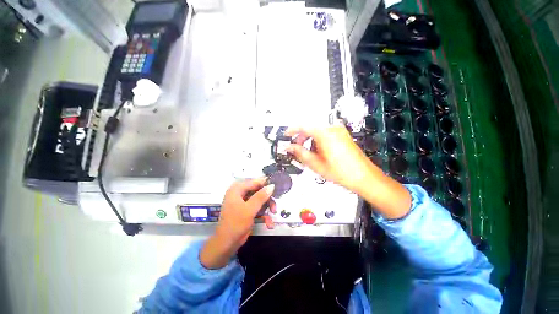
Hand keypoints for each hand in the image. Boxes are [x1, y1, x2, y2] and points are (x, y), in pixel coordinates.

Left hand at [200, 178, 274, 268]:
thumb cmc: (236, 224)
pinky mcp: (247, 209)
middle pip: (258, 190)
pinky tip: (268, 222)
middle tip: (275, 204)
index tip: (277, 187)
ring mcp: (244, 202)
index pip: (254, 181)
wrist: (227, 243)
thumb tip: (272, 185)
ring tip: (273, 213)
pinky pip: (258, 207)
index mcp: (237, 189)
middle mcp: (240, 193)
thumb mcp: (249, 209)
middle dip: (267, 198)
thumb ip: (261, 196)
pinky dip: (263, 213)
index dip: (266, 183)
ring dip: (267, 206)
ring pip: (260, 198)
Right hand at [285, 126, 375, 192]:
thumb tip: (289, 147)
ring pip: (318, 130)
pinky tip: (318, 151)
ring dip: (309, 139)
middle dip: (301, 137)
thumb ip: (300, 153)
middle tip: (296, 148)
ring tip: (307, 152)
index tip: (286, 135)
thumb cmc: (341, 172)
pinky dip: (317, 140)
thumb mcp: (316, 164)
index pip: (303, 126)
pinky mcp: (343, 135)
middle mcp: (333, 128)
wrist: (363, 177)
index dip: (292, 130)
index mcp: (325, 133)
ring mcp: (339, 131)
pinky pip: (325, 133)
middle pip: (311, 127)